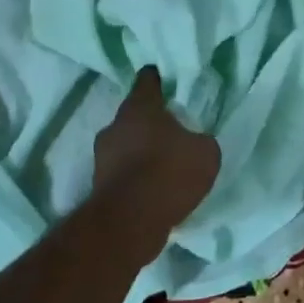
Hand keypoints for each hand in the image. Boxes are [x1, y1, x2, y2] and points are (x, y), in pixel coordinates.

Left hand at [93, 67, 220, 232]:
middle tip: (174, 131)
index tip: (171, 83)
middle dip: (152, 122)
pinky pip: (121, 172)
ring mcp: (101, 156)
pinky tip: (153, 190)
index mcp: (139, 106)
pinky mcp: (97, 185)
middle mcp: (115, 125)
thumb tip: (194, 142)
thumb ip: (201, 140)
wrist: (129, 222)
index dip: (161, 79)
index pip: (148, 79)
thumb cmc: (169, 173)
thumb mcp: (205, 152)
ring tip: (164, 166)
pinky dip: (134, 177)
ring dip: (140, 152)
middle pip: (135, 114)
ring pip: (125, 144)